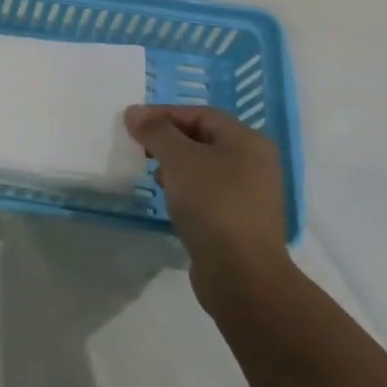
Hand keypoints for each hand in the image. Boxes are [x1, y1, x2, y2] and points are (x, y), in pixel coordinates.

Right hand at [125, 104, 288, 296]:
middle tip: (139, 147)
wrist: (241, 274)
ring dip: (175, 166)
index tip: (132, 123)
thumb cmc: (212, 204)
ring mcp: (250, 194)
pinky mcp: (240, 221)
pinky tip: (170, 200)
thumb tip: (134, 113)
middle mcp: (255, 163)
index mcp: (247, 141)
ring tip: (152, 175)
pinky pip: (208, 193)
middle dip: (168, 140)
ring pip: (204, 167)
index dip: (164, 114)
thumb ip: (156, 131)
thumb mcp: (179, 159)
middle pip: (203, 138)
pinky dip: (186, 189)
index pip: (200, 114)